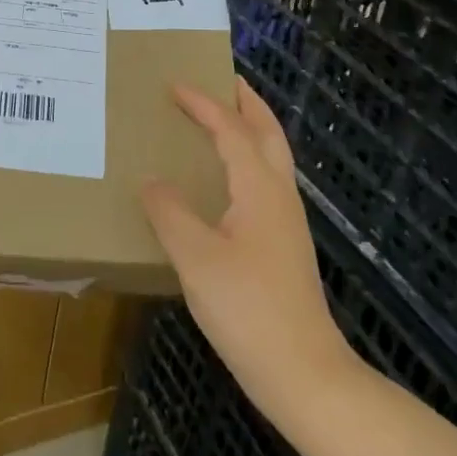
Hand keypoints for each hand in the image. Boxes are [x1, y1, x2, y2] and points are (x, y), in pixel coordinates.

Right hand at [142, 79, 364, 430]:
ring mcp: (286, 222)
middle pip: (268, 133)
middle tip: (222, 79)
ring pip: (272, 157)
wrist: (305, 375)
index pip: (232, 130)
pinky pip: (265, 181)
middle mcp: (279, 196)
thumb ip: (170, 213)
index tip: (175, 85)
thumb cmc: (248, 310)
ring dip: (250, 128)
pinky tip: (226, 180)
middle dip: (247, 102)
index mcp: (260, 189)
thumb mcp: (196, 259)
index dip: (204, 104)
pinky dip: (248, 159)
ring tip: (222, 118)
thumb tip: (151, 181)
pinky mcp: (283, 245)